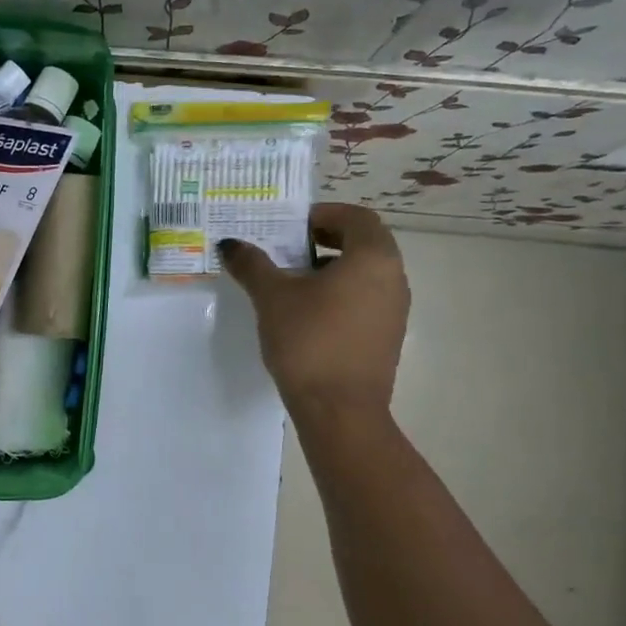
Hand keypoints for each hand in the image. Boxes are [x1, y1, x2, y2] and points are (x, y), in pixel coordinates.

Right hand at [221, 203, 409, 416]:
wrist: (339, 410)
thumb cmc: (309, 341)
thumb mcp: (272, 297)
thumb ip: (252, 264)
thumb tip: (230, 244)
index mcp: (373, 257)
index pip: (356, 217)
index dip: (324, 215)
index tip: (292, 228)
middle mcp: (394, 277)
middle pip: (364, 243)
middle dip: (326, 240)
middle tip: (289, 249)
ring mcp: (395, 310)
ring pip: (366, 273)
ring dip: (332, 268)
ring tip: (293, 282)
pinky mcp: (387, 336)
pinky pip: (366, 299)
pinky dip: (341, 293)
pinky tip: (308, 314)